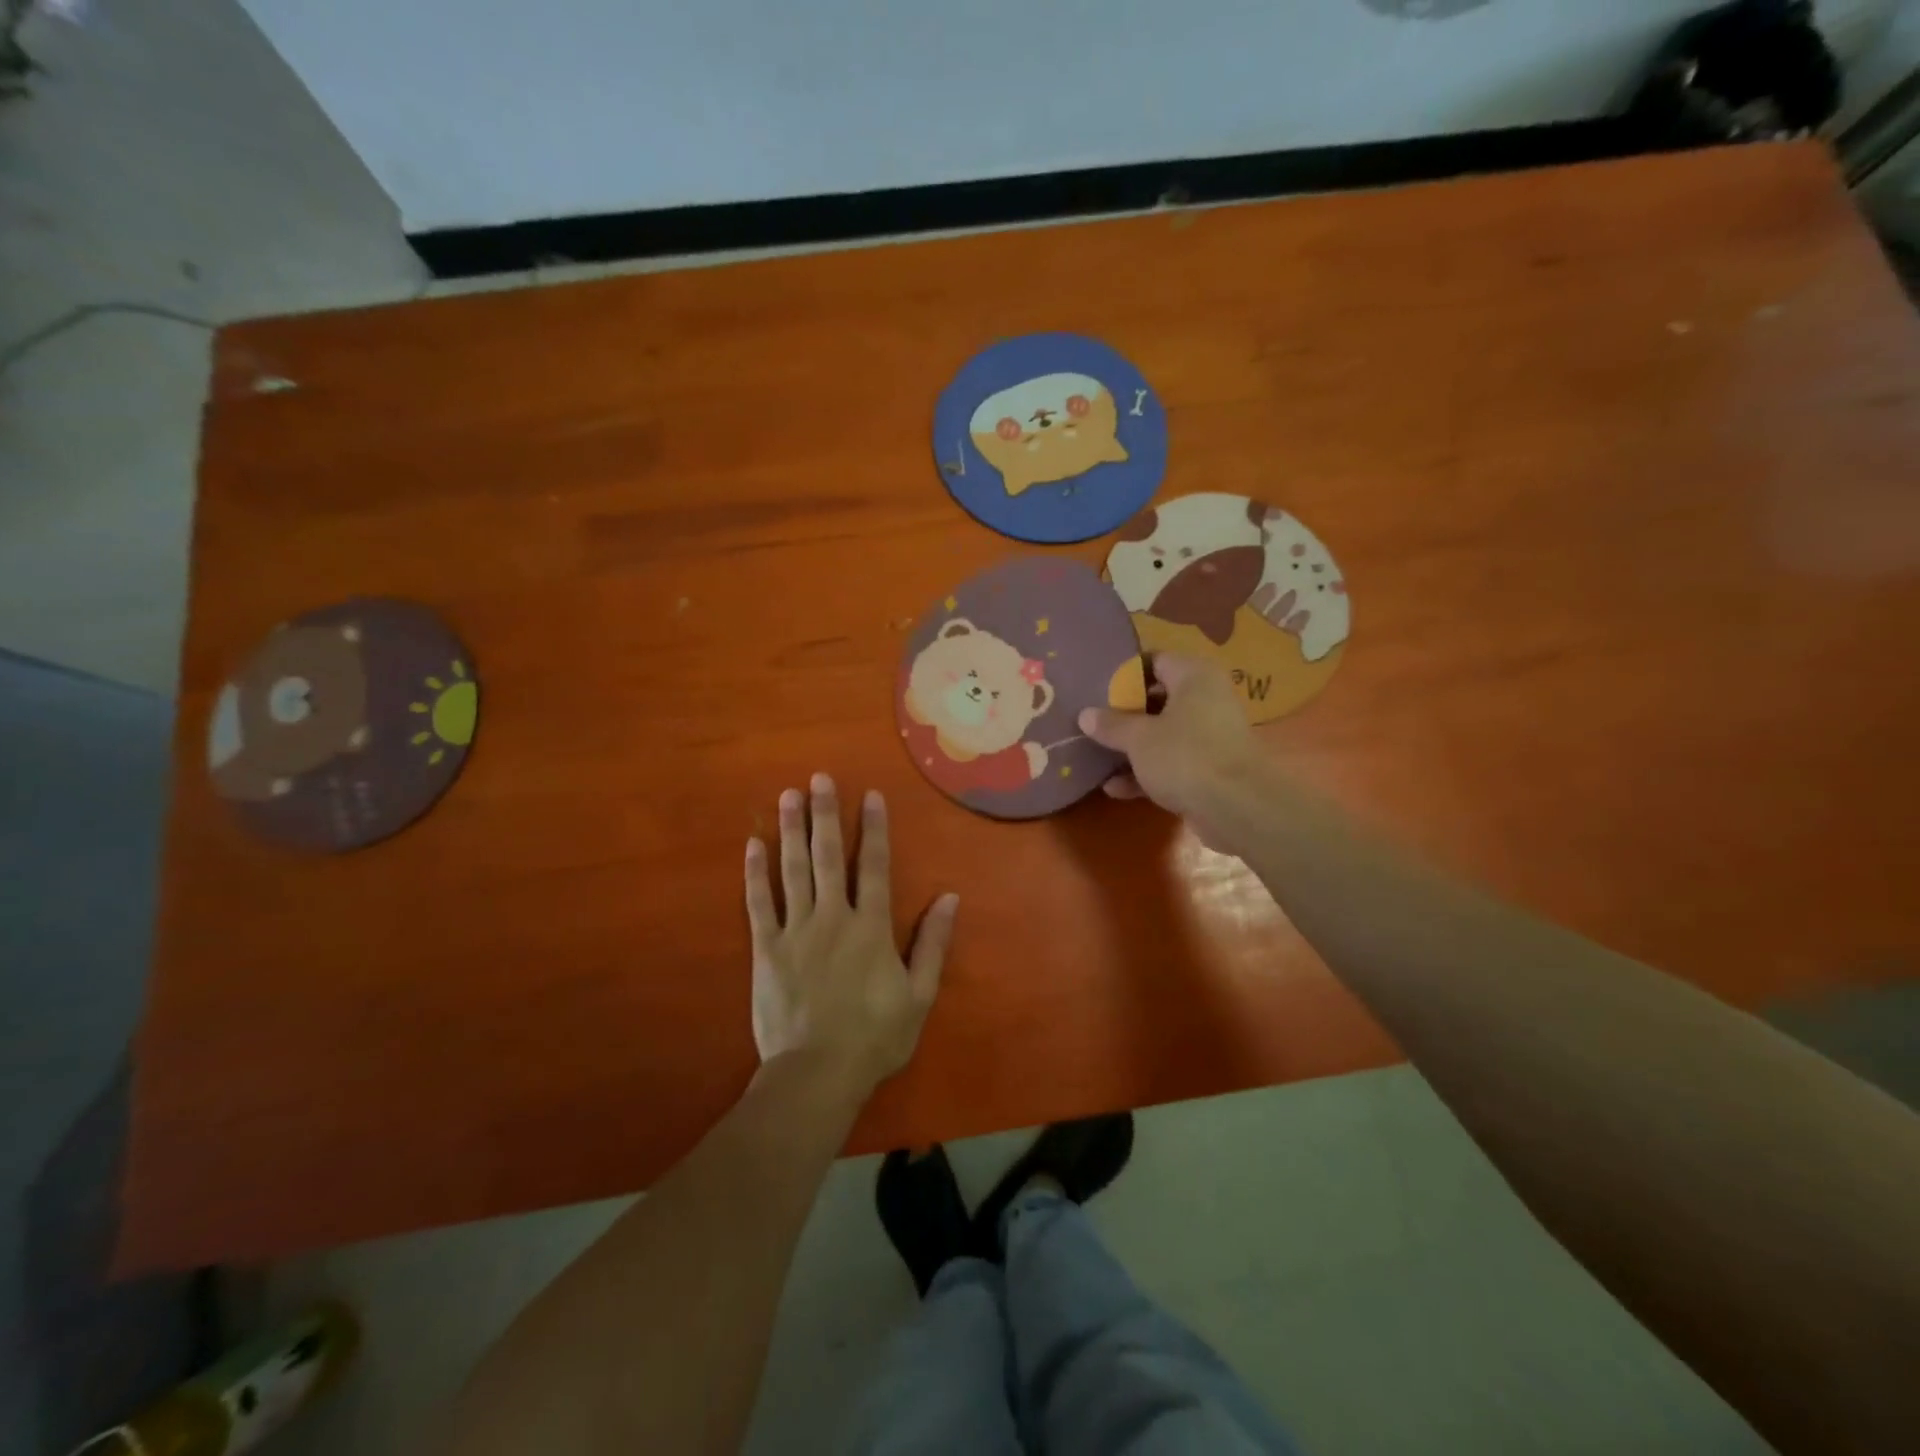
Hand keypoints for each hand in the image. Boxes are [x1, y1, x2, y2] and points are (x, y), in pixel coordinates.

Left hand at [745, 774, 958, 1095]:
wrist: (816, 1074)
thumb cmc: (874, 1037)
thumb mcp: (919, 995)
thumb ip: (934, 943)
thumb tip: (950, 897)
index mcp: (871, 927)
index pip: (875, 866)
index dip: (874, 828)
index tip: (869, 795)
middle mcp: (833, 917)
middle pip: (829, 856)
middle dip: (825, 814)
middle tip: (818, 778)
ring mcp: (796, 930)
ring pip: (793, 870)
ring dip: (791, 831)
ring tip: (787, 796)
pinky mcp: (766, 949)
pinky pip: (758, 903)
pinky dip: (755, 874)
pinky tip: (753, 845)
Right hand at [1079, 654, 1268, 848]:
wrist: (1238, 809)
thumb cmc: (1186, 757)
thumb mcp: (1138, 738)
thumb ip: (1111, 725)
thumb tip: (1085, 715)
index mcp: (1194, 677)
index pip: (1155, 660)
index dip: (1124, 674)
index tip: (1095, 689)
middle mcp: (1206, 699)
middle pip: (1157, 699)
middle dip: (1124, 714)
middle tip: (1092, 723)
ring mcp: (1210, 736)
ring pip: (1163, 734)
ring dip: (1132, 748)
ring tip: (1096, 756)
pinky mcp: (1210, 770)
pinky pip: (1172, 763)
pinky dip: (1146, 773)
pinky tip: (1114, 789)